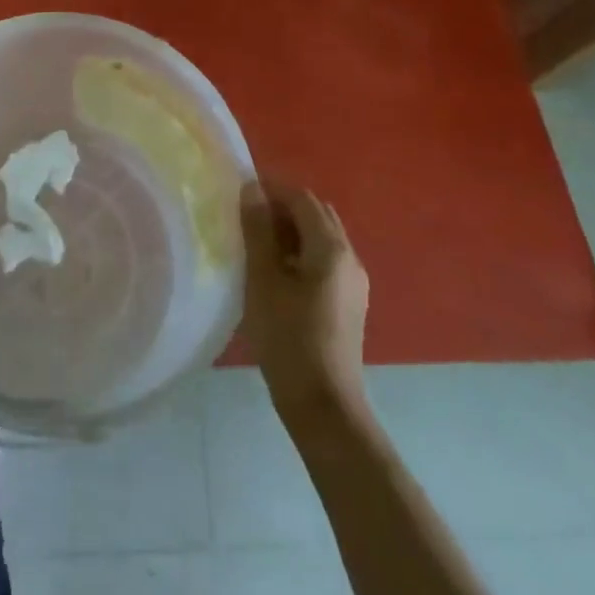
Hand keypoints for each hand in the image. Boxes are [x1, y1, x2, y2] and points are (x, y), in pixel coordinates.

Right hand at [239, 179, 368, 416]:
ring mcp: (354, 282)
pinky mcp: (349, 302)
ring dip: (291, 231)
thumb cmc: (288, 338)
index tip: (240, 195)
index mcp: (331, 248)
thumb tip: (252, 189)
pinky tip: (277, 273)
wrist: (324, 406)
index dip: (271, 189)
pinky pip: (325, 260)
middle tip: (247, 218)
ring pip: (322, 238)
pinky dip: (301, 252)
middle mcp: (350, 257)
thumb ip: (258, 230)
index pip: (302, 198)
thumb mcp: (263, 280)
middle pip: (316, 214)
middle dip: (282, 208)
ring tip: (257, 244)